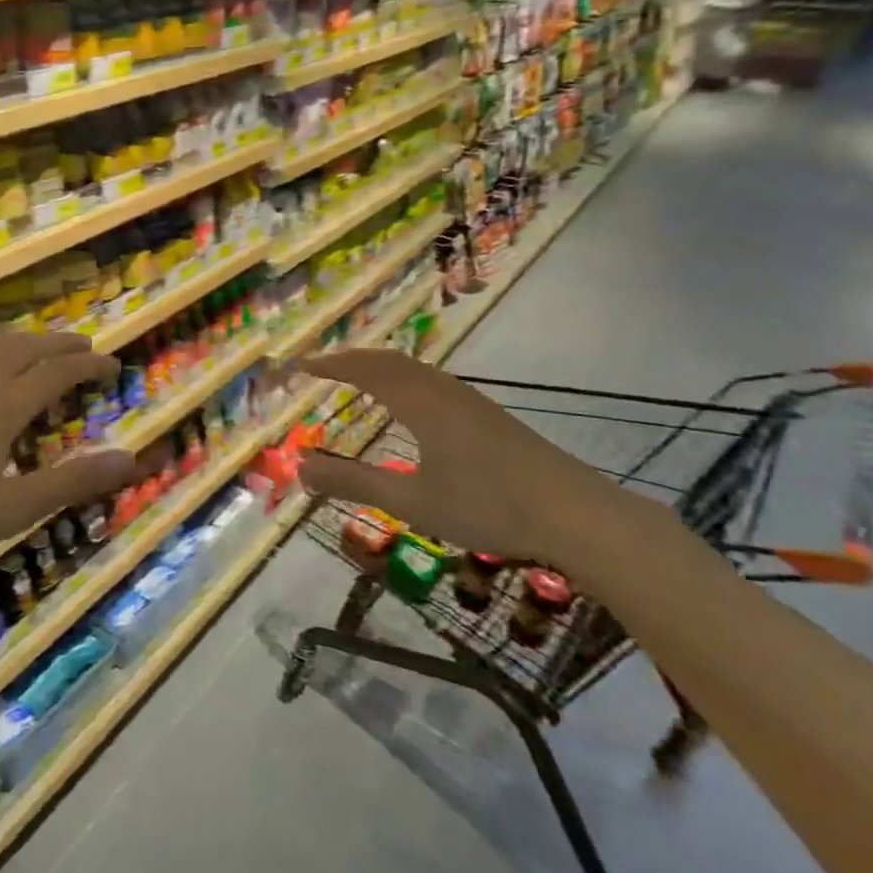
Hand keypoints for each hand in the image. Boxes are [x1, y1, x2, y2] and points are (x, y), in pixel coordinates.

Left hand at [0, 332, 139, 589]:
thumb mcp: (11, 509)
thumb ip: (72, 483)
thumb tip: (131, 459)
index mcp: (2, 404)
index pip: (57, 372)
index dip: (88, 366)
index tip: (113, 365)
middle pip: (25, 348)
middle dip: (60, 344)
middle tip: (86, 347)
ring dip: (24, 340)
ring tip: (40, 345)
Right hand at [297, 350, 673, 586]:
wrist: (573, 513)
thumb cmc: (486, 506)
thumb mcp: (412, 501)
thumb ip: (354, 483)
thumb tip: (300, 468)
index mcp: (421, 402)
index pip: (366, 370)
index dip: (330, 365)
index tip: (299, 365)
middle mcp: (444, 391)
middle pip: (391, 361)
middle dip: (353, 359)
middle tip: (323, 367)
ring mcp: (471, 402)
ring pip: (416, 370)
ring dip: (382, 367)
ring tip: (361, 378)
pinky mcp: (490, 417)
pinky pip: (433, 383)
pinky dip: (405, 380)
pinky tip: (414, 406)